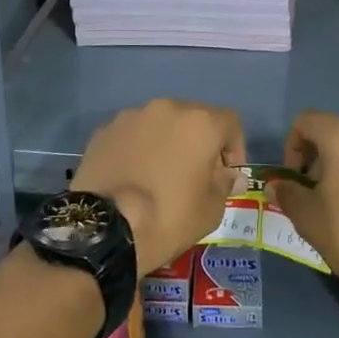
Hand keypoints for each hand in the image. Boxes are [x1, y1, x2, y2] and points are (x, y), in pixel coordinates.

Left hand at [71, 99, 243, 274]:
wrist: (104, 229)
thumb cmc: (168, 217)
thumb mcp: (210, 210)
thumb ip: (224, 184)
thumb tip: (229, 175)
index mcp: (200, 122)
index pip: (230, 123)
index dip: (234, 148)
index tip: (226, 175)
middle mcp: (167, 108)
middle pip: (193, 118)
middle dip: (199, 142)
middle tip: (194, 174)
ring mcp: (132, 116)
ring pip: (160, 123)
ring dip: (167, 142)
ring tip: (159, 175)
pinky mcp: (105, 130)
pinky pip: (132, 134)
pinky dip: (139, 148)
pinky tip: (133, 176)